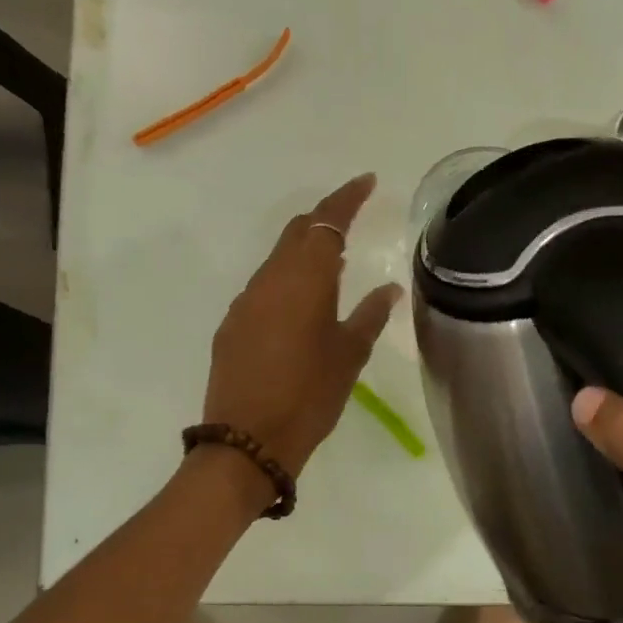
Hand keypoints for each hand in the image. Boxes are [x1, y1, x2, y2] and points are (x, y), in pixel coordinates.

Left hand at [202, 174, 400, 476]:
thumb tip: (389, 289)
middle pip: (297, 233)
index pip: (327, 222)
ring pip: (278, 260)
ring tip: (335, 264)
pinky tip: (301, 304)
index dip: (347, 198)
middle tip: (353, 219)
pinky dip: (287, 281)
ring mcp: (245, 302)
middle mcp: (269, 280)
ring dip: (305, 252)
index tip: (367, 182)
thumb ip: (370, 315)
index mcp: (304, 279)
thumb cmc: (309, 397)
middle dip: (325, 219)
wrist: (247, 441)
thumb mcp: (349, 356)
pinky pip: (264, 288)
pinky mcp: (232, 325)